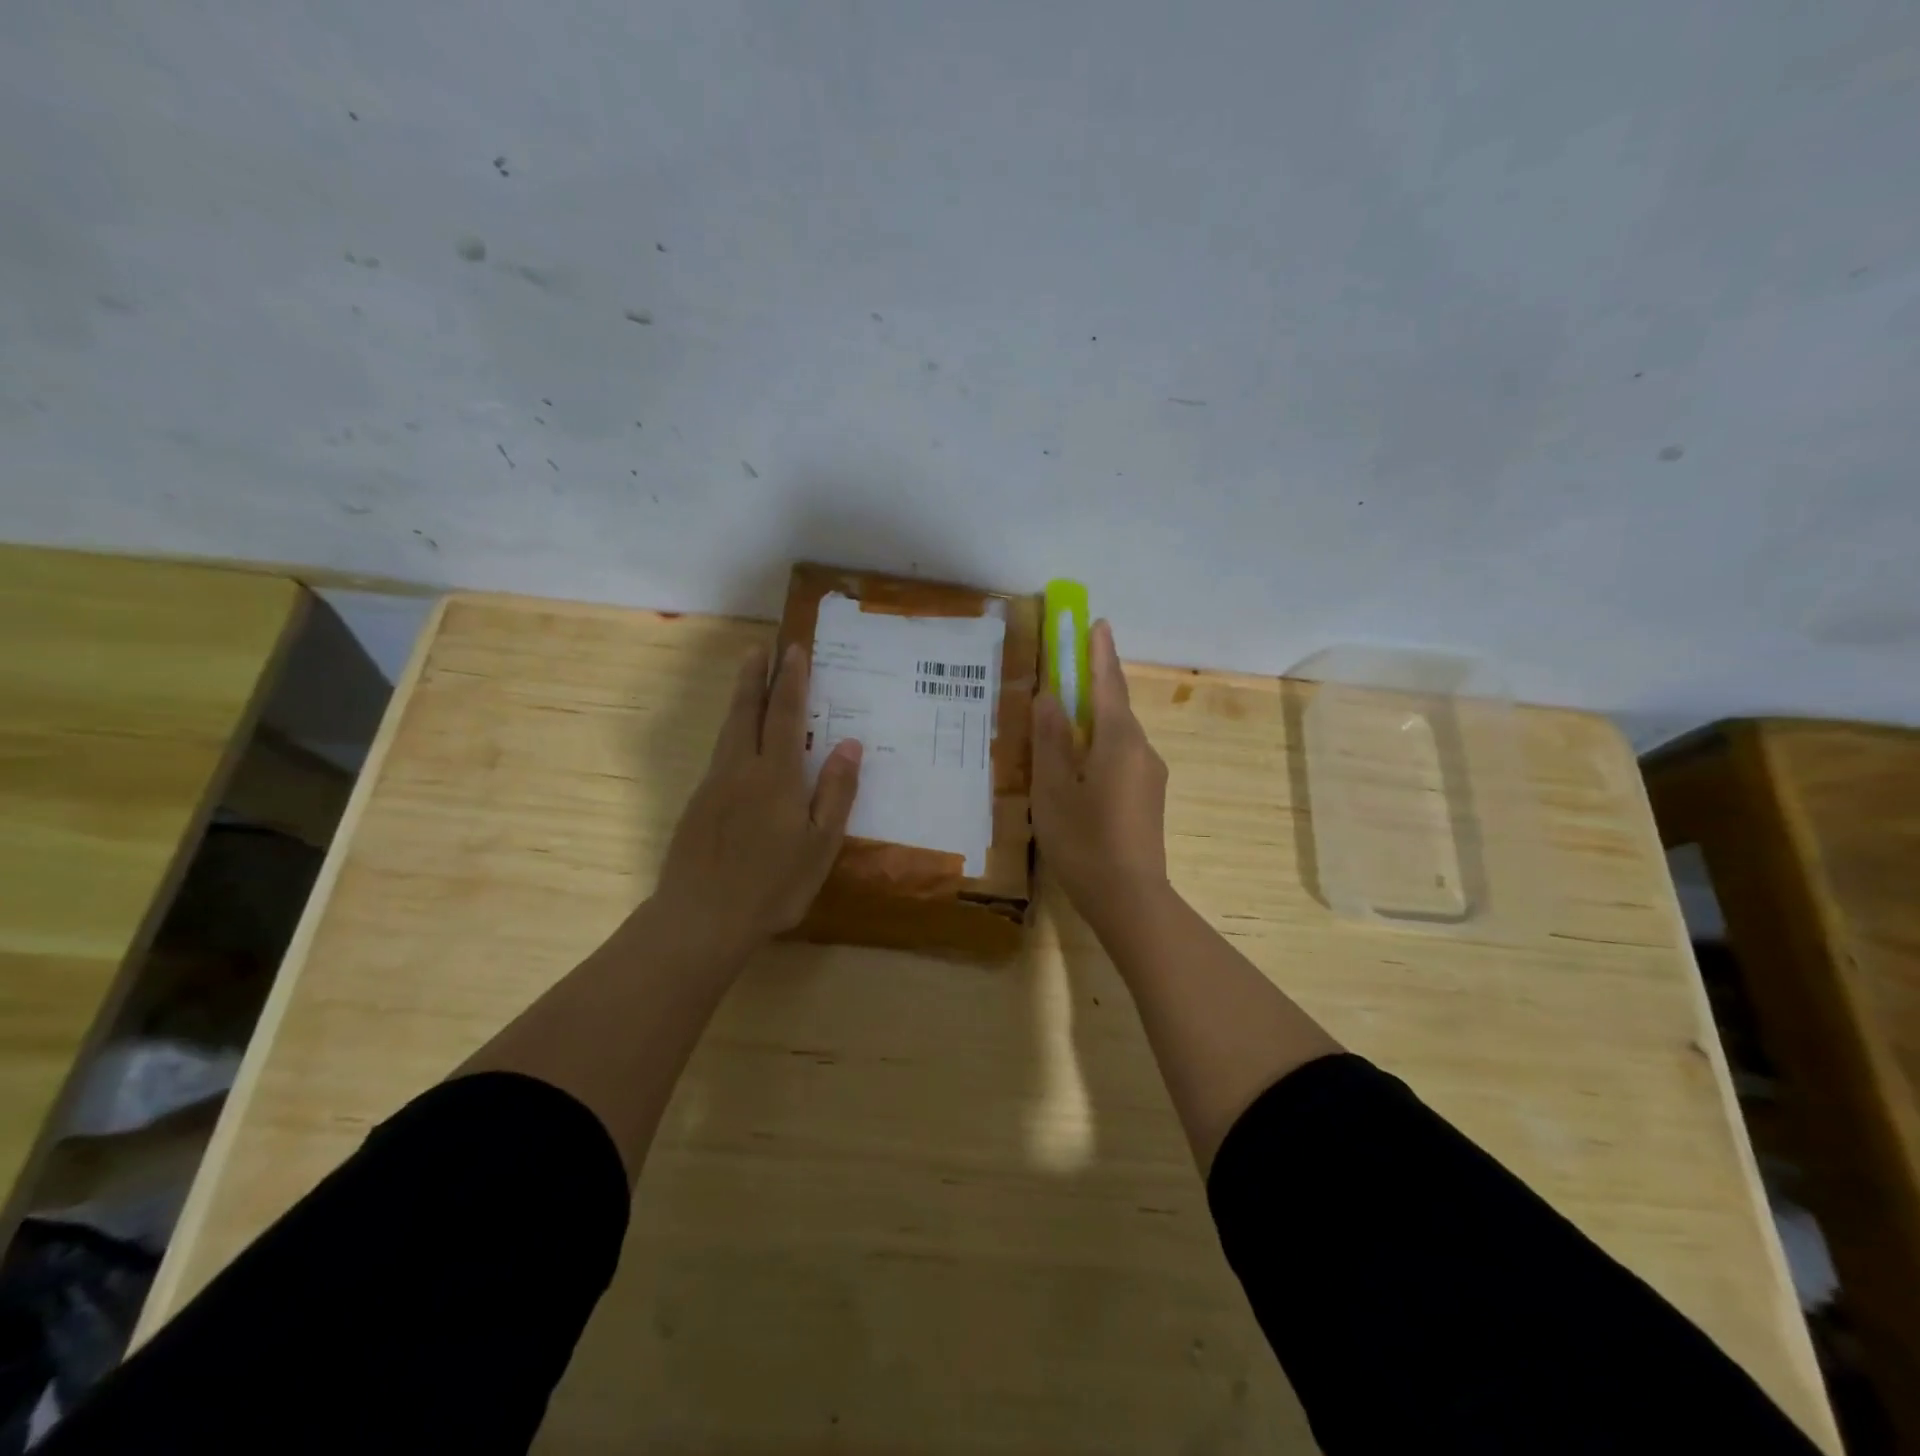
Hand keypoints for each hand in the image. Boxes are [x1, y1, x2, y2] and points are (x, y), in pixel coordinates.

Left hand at [653, 642, 861, 957]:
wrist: (700, 918)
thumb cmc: (772, 885)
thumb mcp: (820, 844)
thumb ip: (835, 792)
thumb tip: (849, 744)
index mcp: (775, 775)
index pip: (785, 715)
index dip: (791, 681)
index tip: (794, 650)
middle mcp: (740, 769)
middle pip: (747, 712)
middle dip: (755, 677)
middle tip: (760, 648)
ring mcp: (714, 786)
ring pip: (728, 731)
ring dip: (740, 699)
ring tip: (747, 679)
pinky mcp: (697, 805)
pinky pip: (719, 754)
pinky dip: (732, 732)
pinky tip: (737, 742)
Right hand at [1032, 619, 1169, 931]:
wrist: (1130, 899)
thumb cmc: (1084, 841)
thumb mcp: (1054, 789)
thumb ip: (1050, 739)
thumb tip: (1050, 695)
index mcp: (1119, 740)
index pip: (1108, 683)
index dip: (1099, 652)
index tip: (1096, 622)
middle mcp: (1141, 749)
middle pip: (1115, 706)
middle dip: (1096, 681)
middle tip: (1069, 665)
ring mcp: (1149, 775)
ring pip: (1118, 734)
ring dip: (1095, 716)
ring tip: (1064, 716)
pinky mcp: (1147, 797)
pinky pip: (1121, 755)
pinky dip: (1099, 744)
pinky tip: (1079, 761)